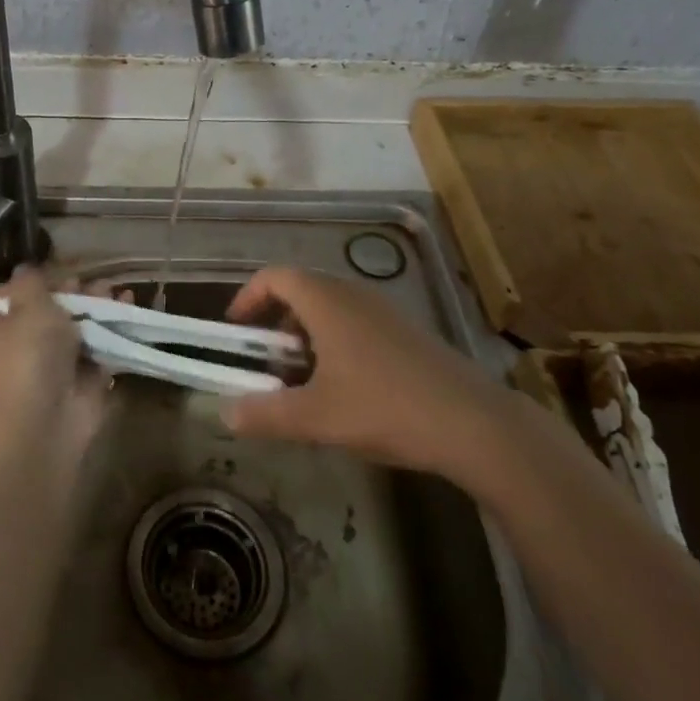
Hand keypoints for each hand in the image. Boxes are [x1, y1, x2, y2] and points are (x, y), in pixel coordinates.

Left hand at [0, 267, 109, 453]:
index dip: (33, 279)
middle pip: (49, 306)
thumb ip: (32, 281)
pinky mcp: (82, 374)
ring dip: (97, 305)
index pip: (10, 292)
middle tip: (93, 280)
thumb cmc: (28, 353)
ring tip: (117, 290)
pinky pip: (100, 343)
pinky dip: (115, 326)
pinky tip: (129, 305)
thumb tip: (26, 268)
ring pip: (77, 324)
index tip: (55, 267)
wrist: (45, 419)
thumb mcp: (28, 304)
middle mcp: (21, 339)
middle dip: (74, 290)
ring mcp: (53, 359)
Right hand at [220, 266, 512, 486]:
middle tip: (267, 360)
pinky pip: (356, 322)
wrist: (474, 423)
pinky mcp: (406, 332)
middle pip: (301, 289)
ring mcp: (384, 311)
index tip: (236, 329)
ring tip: (302, 379)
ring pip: (330, 307)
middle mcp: (353, 294)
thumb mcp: (316, 418)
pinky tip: (344, 387)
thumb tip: (225, 414)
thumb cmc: (386, 408)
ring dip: (306, 334)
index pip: (275, 276)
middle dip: (276, 321)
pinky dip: (334, 342)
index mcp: (326, 301)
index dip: (248, 297)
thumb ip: (265, 414)